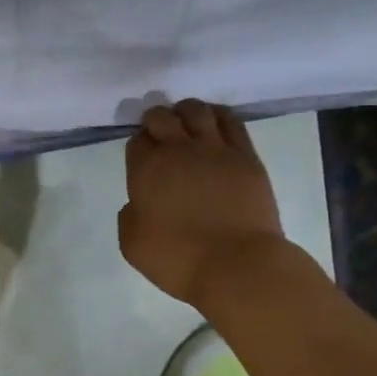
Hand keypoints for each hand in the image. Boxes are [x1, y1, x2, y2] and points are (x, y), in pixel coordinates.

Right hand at [119, 100, 286, 305]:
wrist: (236, 264)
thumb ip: (130, 216)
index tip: (142, 155)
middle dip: (156, 120)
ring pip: (197, 111)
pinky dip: (218, 115)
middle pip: (163, 117)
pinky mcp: (246, 156)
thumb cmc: (177, 258)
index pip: (137, 140)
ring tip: (186, 120)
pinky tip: (215, 120)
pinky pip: (231, 122)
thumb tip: (138, 203)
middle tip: (158, 130)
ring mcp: (216, 149)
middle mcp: (178, 150)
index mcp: (146, 169)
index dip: (138, 144)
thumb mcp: (132, 244)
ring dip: (186, 111)